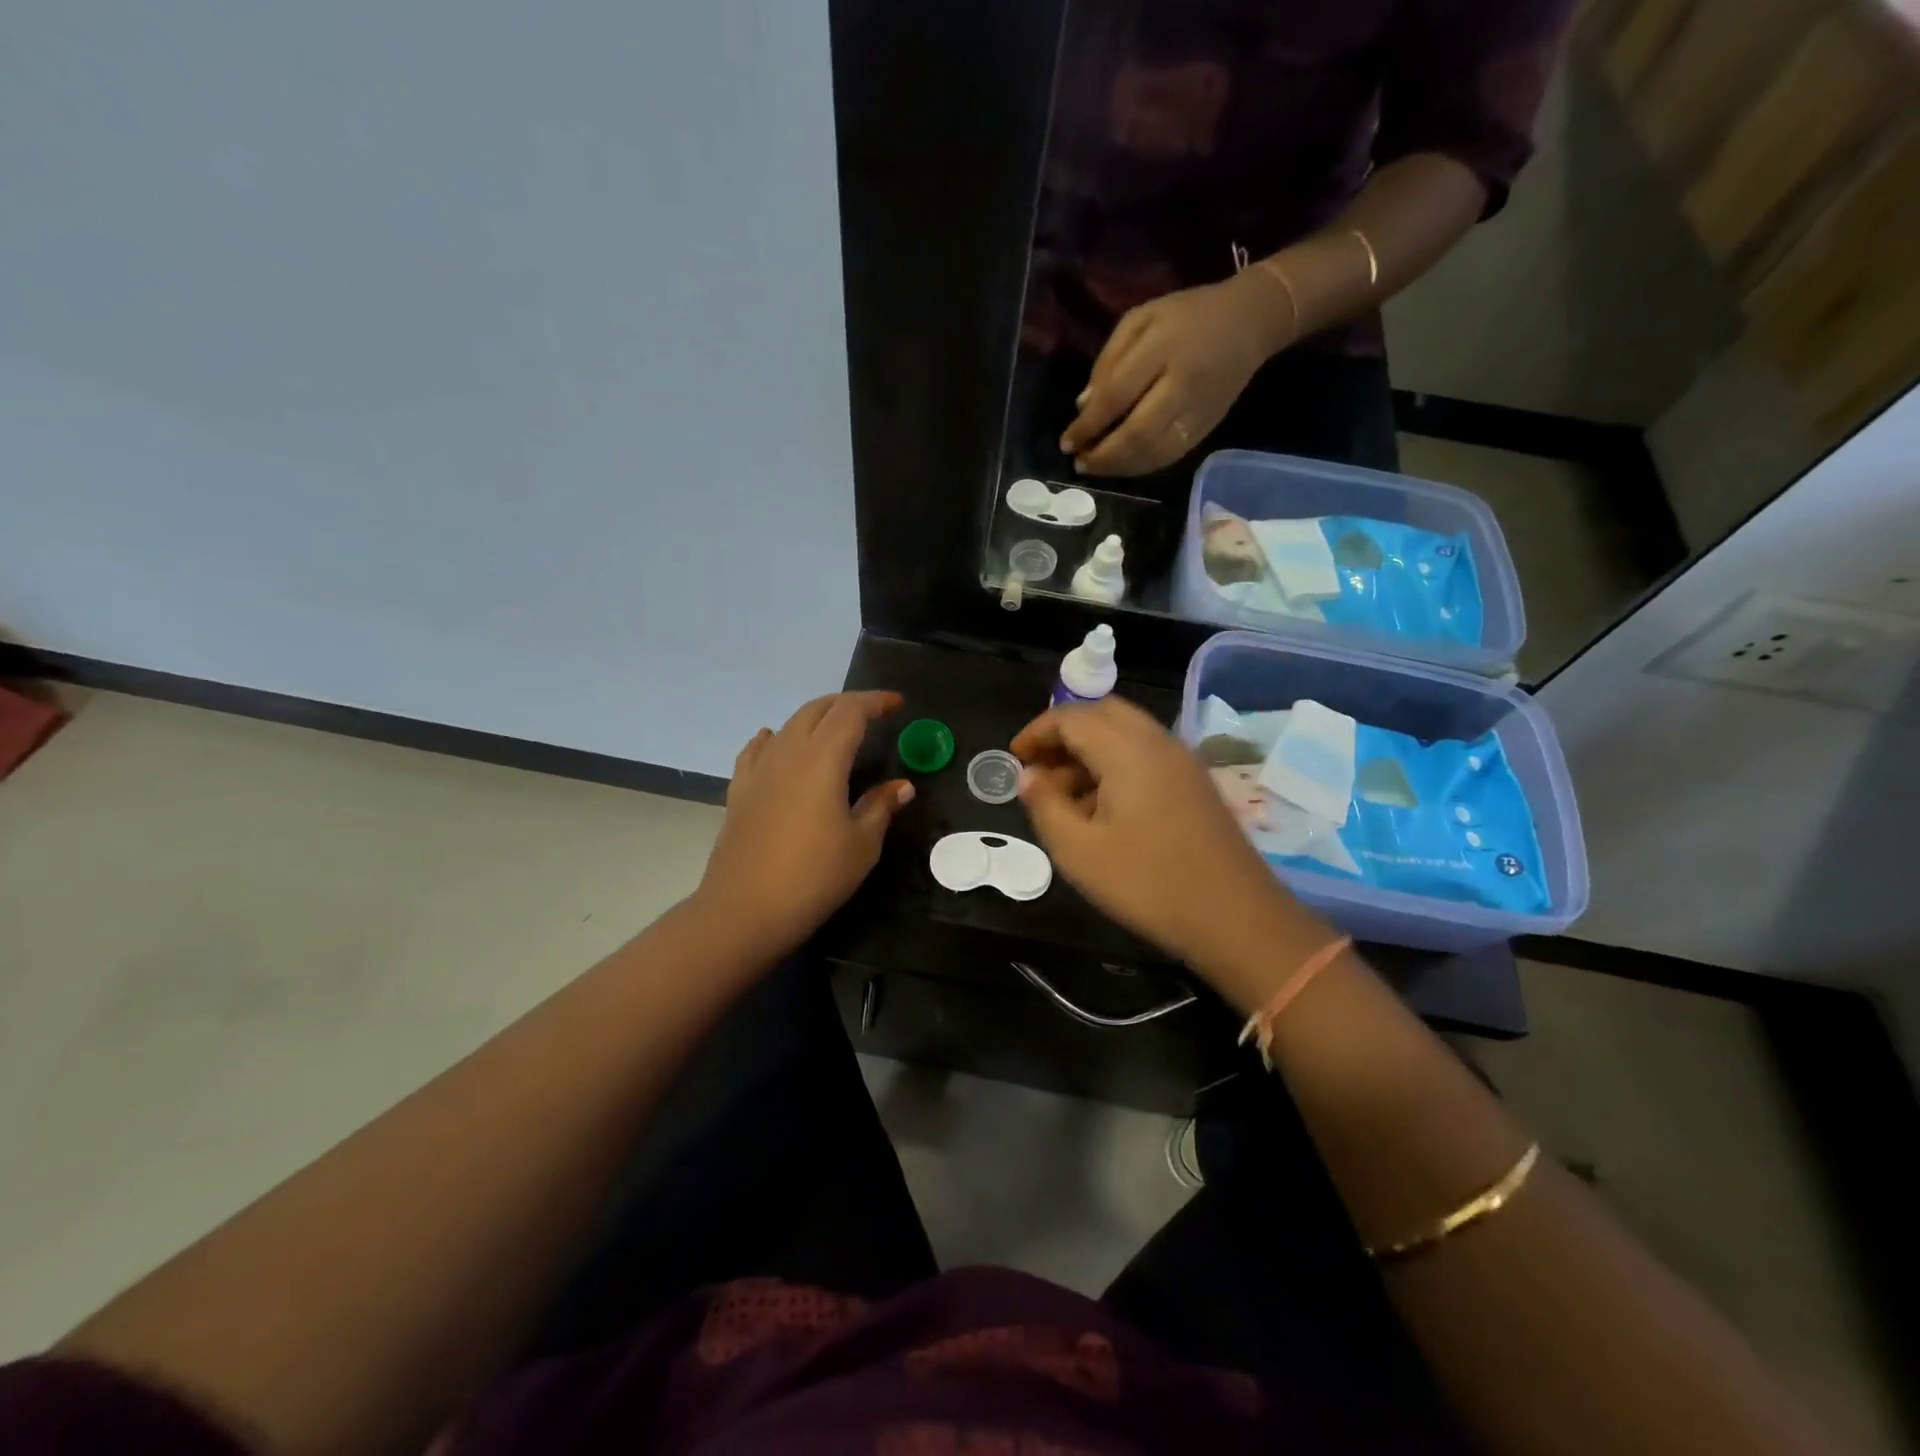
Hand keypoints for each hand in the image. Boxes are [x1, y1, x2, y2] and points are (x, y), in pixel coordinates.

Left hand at [696, 691, 912, 957]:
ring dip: (816, 718)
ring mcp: (758, 770)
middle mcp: (787, 753)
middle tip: (872, 714)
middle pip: (817, 710)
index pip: (850, 712)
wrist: (745, 910)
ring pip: (788, 725)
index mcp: (822, 760)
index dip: (875, 702)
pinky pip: (759, 748)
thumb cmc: (814, 877)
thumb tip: (902, 786)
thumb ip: (880, 806)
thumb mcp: (861, 845)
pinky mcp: (739, 790)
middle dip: (847, 704)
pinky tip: (779, 745)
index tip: (897, 704)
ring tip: (835, 731)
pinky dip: (778, 738)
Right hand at [1011, 696, 1299, 971]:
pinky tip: (1102, 811)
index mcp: (1127, 749)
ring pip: (1126, 734)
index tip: (1014, 758)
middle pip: (1103, 714)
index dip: (1038, 732)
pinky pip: (1146, 756)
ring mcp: (1183, 762)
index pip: (1072, 717)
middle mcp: (1158, 742)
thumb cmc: (1148, 883)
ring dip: (1090, 751)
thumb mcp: (1079, 851)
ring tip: (1064, 797)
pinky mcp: (1196, 784)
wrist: (1236, 918)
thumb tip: (1029, 777)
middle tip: (1040, 768)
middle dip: (1065, 733)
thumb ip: (1046, 806)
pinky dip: (1116, 765)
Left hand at [1059, 271, 1293, 477]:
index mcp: (1162, 348)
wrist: (1251, 320)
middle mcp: (1182, 383)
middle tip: (1079, 463)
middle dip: (1102, 455)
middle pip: (1136, 433)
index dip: (1088, 425)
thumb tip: (1083, 407)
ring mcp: (1198, 410)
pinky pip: (1170, 456)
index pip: (1116, 396)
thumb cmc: (1186, 315)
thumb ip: (1109, 360)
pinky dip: (1142, 467)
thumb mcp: (1141, 319)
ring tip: (1095, 468)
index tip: (1066, 442)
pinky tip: (1123, 467)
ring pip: (1153, 452)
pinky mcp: (1208, 427)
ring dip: (1119, 468)